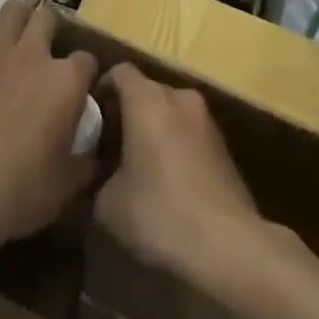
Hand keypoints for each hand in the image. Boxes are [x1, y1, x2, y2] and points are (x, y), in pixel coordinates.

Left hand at [0, 1, 97, 254]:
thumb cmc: (20, 190)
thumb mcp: (67, 186)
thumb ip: (89, 163)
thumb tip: (98, 155)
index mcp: (67, 81)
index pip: (88, 60)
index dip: (86, 75)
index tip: (81, 93)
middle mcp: (34, 55)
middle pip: (49, 18)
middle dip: (52, 32)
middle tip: (48, 58)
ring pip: (14, 9)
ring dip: (20, 21)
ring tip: (19, 44)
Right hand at [94, 63, 262, 284]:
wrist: (228, 245)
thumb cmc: (160, 212)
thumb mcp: (107, 204)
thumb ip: (95, 178)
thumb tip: (97, 176)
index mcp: (147, 100)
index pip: (119, 72)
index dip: (101, 89)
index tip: (90, 117)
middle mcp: (179, 98)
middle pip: (146, 91)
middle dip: (127, 112)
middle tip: (109, 145)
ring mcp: (207, 121)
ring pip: (170, 112)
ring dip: (153, 129)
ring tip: (138, 164)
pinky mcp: (225, 147)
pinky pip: (189, 134)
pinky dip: (175, 145)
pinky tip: (167, 181)